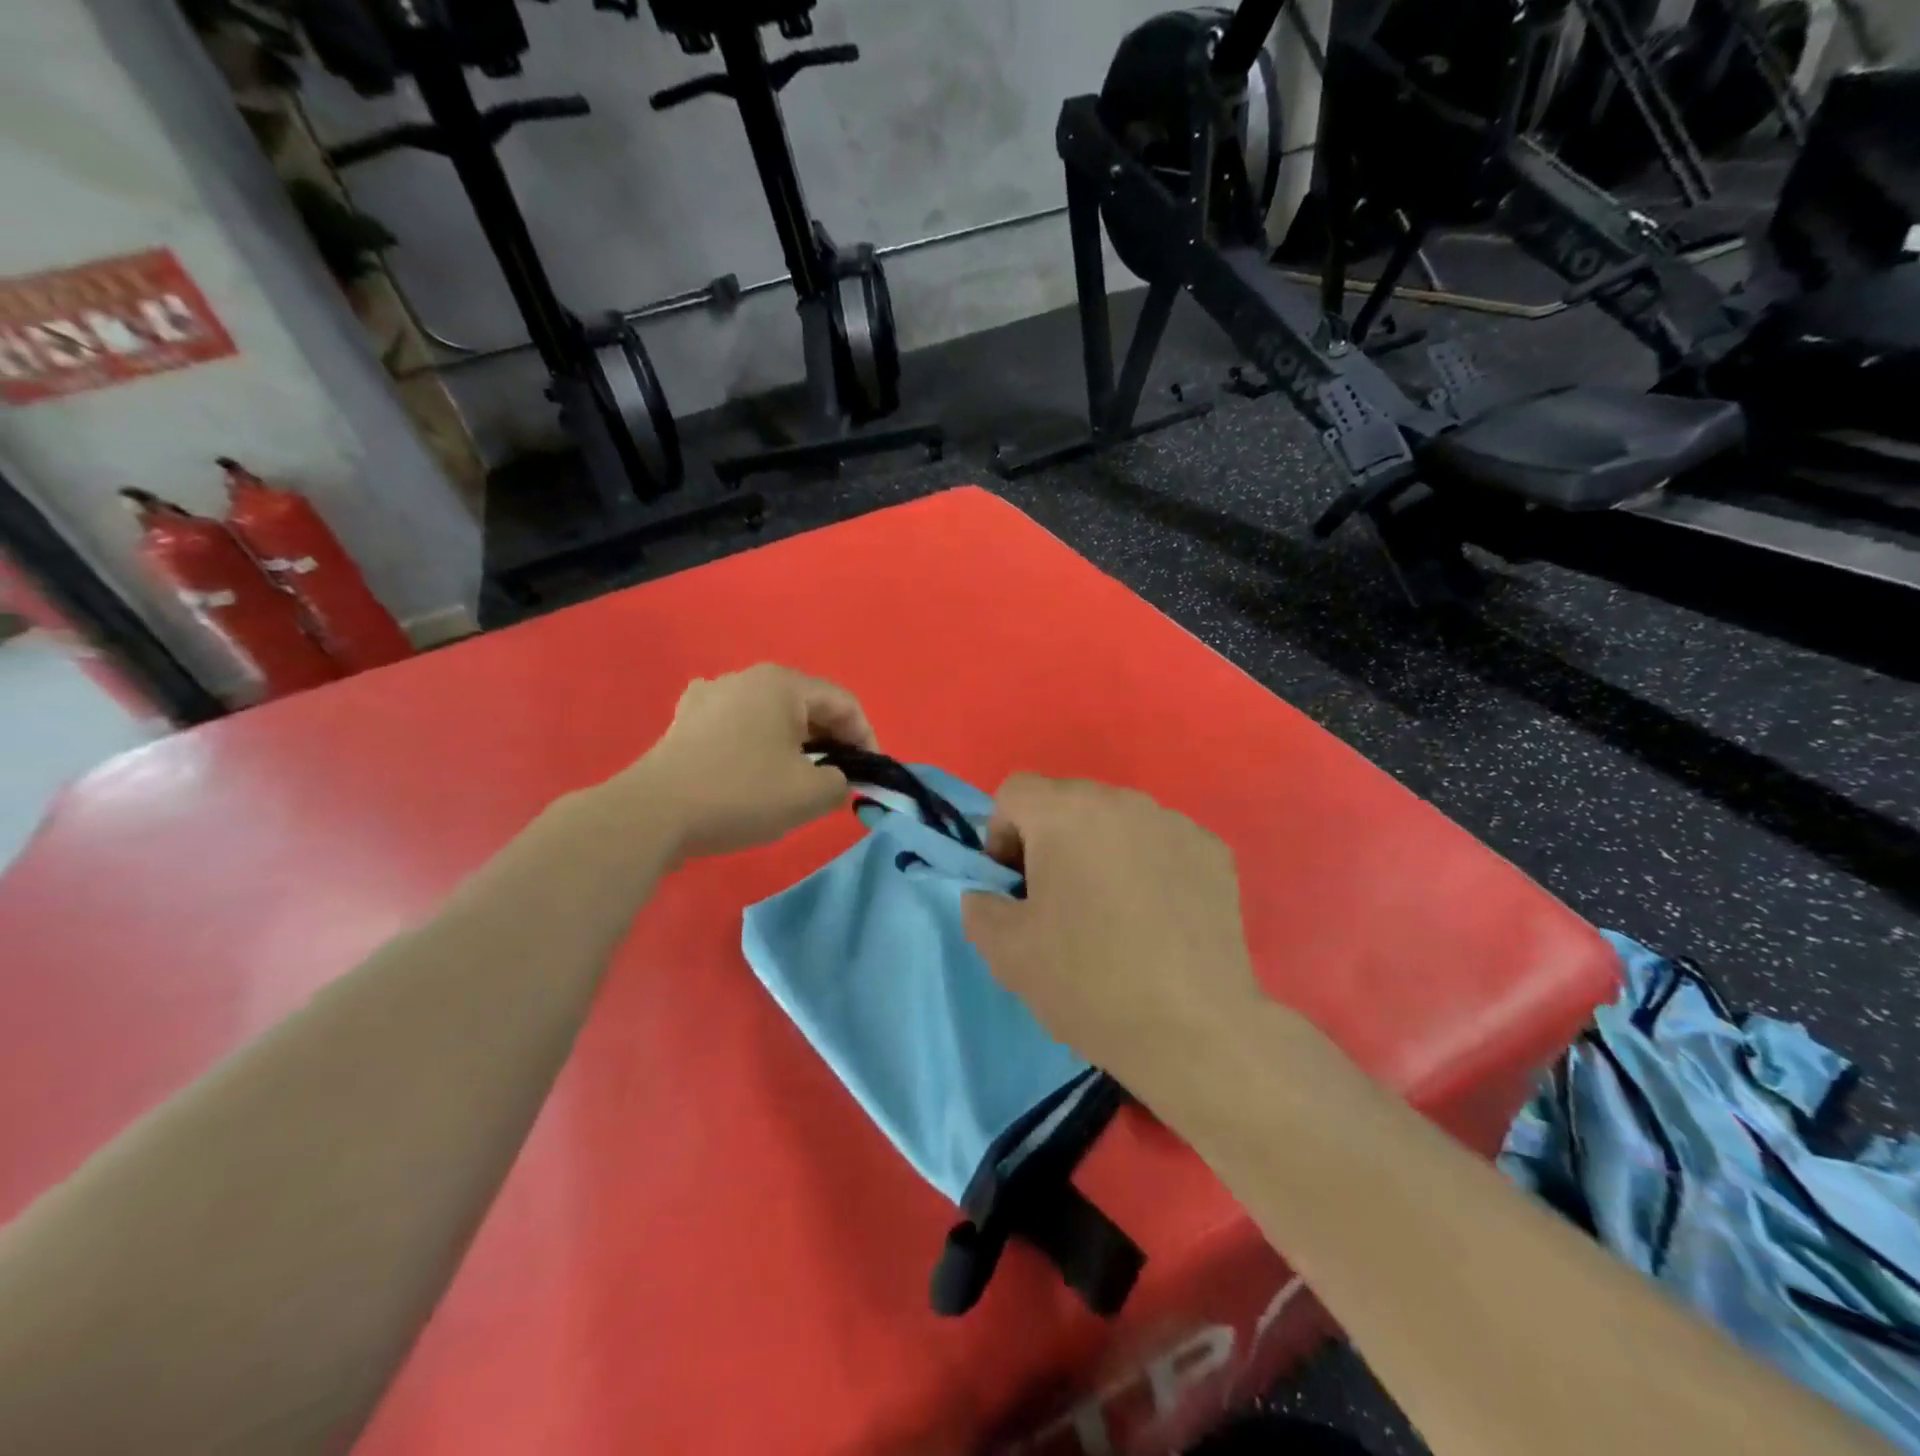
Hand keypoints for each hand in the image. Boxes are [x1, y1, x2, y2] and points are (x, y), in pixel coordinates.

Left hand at [625, 665, 876, 860]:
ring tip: (799, 778)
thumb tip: (836, 779)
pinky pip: (738, 726)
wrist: (653, 814)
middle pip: (807, 705)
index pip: (843, 703)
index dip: (866, 738)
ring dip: (795, 744)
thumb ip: (841, 782)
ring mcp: (710, 695)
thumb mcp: (810, 794)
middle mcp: (747, 677)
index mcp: (782, 683)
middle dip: (831, 741)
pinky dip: (758, 745)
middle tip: (840, 779)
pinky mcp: (686, 720)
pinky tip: (753, 769)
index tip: (870, 774)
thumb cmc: (742, 794)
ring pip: (771, 716)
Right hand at [961, 776, 1266, 1109]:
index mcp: (1066, 812)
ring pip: (1117, 822)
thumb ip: (979, 905)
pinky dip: (1147, 866)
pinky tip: (1157, 918)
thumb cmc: (1088, 982)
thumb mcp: (1004, 950)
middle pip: (1068, 802)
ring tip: (1112, 913)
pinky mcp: (1213, 852)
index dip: (1001, 836)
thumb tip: (990, 893)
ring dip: (1100, 852)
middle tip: (1057, 902)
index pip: (1015, 792)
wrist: (1193, 1031)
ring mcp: (1175, 823)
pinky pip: (1161, 844)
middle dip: (1051, 842)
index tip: (1014, 887)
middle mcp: (1123, 801)